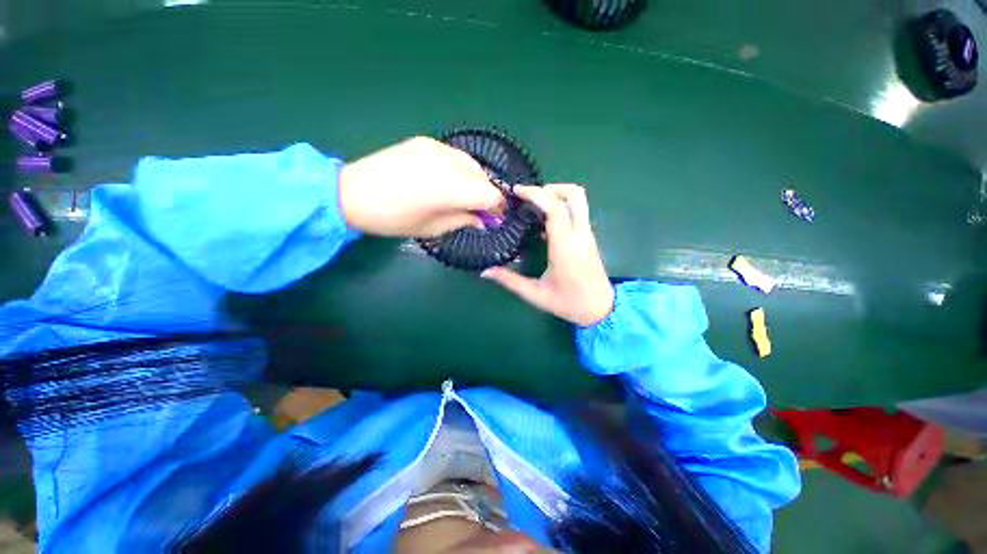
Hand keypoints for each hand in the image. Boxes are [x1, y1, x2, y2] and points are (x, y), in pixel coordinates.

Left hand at [339, 136, 505, 236]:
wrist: (352, 192)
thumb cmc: (394, 219)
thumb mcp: (433, 228)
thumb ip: (464, 220)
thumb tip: (484, 220)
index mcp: (451, 189)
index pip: (491, 195)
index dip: (499, 208)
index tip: (498, 218)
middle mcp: (449, 163)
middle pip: (485, 178)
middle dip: (488, 196)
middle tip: (482, 211)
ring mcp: (437, 148)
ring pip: (472, 164)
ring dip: (476, 182)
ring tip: (465, 196)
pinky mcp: (425, 141)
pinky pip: (455, 156)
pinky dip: (461, 170)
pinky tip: (450, 181)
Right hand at [481, 184, 614, 326]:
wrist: (601, 310)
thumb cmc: (568, 303)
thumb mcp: (535, 294)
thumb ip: (509, 280)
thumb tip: (485, 271)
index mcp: (565, 247)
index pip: (555, 208)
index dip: (536, 194)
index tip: (517, 191)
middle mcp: (580, 235)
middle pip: (574, 194)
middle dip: (550, 188)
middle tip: (529, 197)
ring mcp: (587, 235)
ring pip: (578, 200)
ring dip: (556, 195)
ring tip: (534, 207)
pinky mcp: (589, 237)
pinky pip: (577, 212)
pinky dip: (561, 207)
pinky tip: (544, 222)